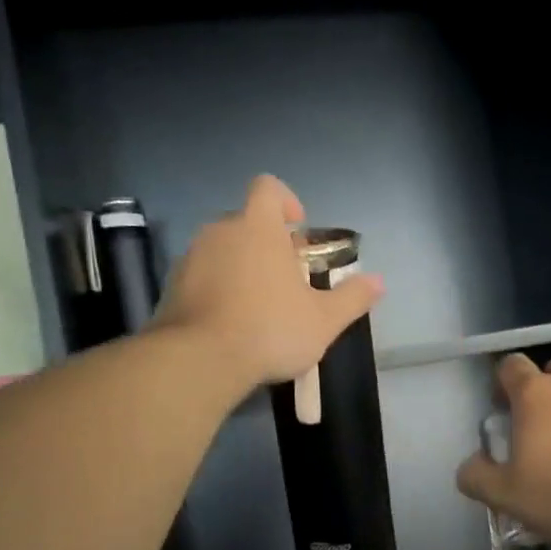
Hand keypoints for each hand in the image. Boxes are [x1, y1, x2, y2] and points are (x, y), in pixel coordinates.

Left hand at [152, 175, 383, 393]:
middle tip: (288, 279)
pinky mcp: (172, 287)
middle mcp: (220, 232)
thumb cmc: (270, 329)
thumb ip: (352, 298)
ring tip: (260, 305)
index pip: (268, 188)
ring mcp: (191, 258)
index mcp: (258, 227)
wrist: (199, 361)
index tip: (298, 231)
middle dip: (268, 243)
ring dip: (242, 267)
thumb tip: (378, 282)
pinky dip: (218, 289)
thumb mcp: (324, 320)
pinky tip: (231, 323)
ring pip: (223, 250)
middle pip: (247, 222)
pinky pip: (202, 276)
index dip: (286, 202)